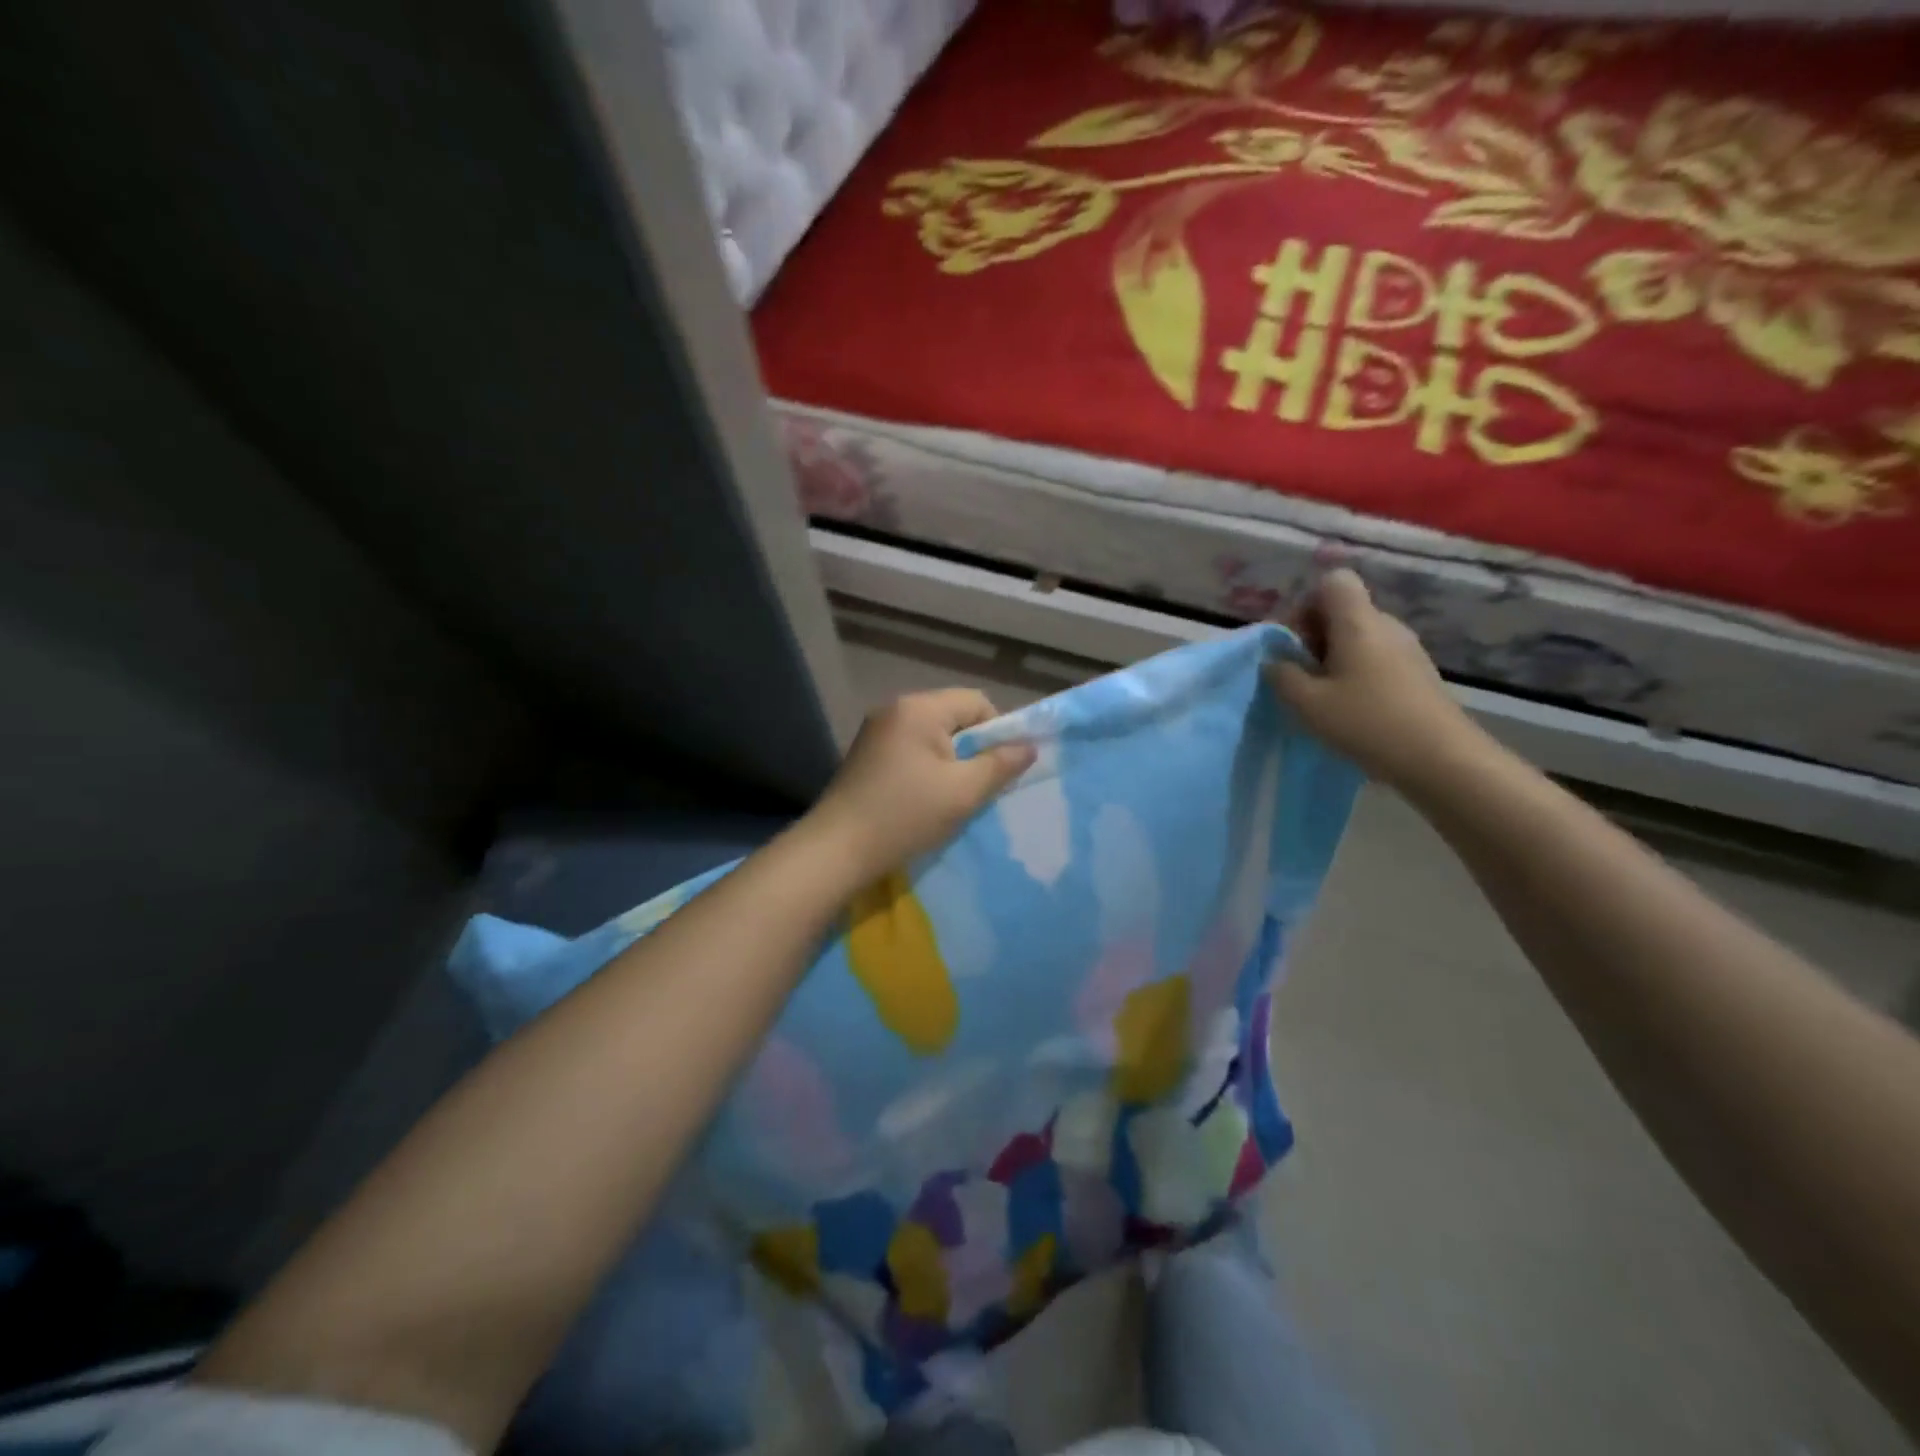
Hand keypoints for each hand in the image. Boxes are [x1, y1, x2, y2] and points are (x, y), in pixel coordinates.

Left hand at [806, 689, 1036, 882]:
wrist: (837, 850)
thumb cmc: (905, 816)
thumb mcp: (963, 792)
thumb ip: (1000, 765)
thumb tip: (1029, 746)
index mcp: (919, 708)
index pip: (977, 702)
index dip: (998, 732)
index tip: (999, 770)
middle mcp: (895, 708)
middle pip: (954, 716)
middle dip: (974, 748)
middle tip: (978, 786)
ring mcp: (876, 730)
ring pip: (933, 735)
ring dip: (951, 760)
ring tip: (953, 795)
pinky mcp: (866, 754)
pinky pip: (911, 749)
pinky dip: (927, 767)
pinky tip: (925, 798)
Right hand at [1265, 569, 1487, 787]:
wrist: (1441, 759)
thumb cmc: (1367, 723)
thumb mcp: (1307, 703)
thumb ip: (1282, 675)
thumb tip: (1274, 661)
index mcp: (1358, 622)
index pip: (1333, 581)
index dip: (1306, 604)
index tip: (1295, 643)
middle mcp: (1386, 626)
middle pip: (1343, 610)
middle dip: (1314, 636)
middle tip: (1302, 676)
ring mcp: (1407, 649)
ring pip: (1359, 636)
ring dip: (1334, 658)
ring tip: (1324, 697)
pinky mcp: (1418, 673)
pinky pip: (1377, 658)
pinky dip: (1356, 674)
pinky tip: (1352, 709)